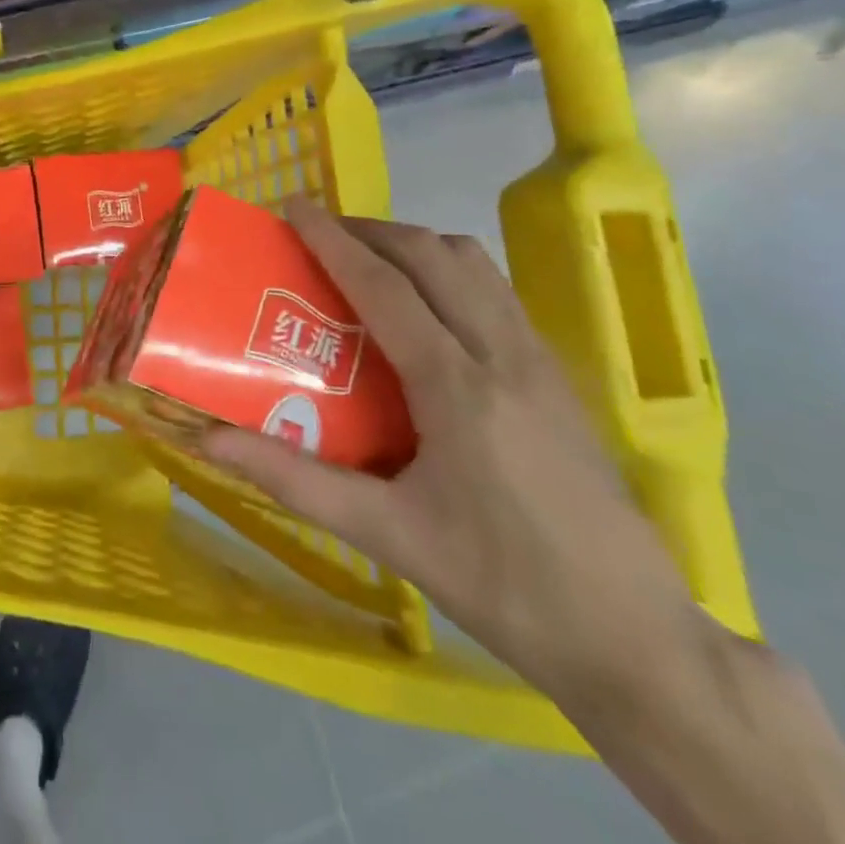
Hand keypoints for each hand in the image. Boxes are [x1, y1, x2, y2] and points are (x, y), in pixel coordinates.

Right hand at [204, 200, 710, 705]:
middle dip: (371, 230)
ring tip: (368, 262)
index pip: (384, 285)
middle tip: (321, 236)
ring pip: (475, 264)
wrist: (634, 638)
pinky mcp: (559, 376)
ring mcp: (540, 361)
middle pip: (433, 254)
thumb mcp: (387, 534)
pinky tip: (426, 311)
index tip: (294, 205)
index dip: (333, 239)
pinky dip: (449, 271)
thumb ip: (294, 480)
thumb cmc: (501, 585)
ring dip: (415, 245)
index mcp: (457, 386)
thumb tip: (209, 441)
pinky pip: (496, 291)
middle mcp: (502, 354)